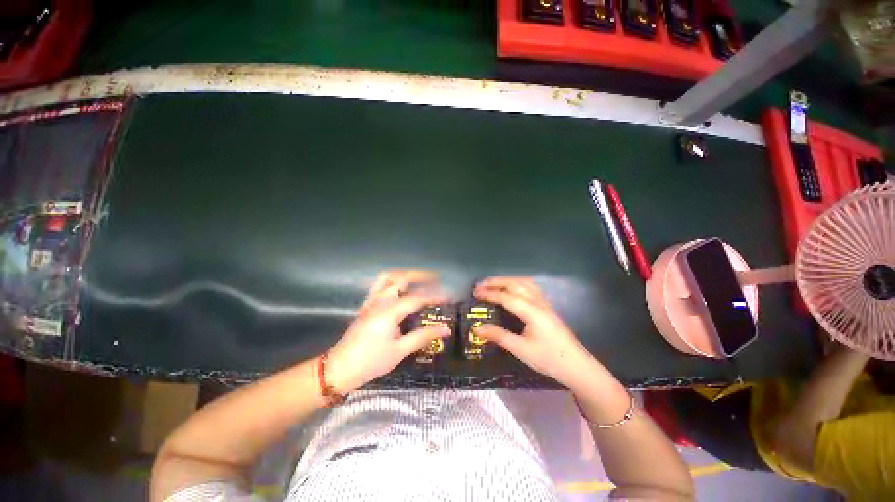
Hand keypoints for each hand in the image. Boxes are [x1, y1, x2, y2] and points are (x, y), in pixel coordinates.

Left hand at [327, 270, 450, 392]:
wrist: (339, 369)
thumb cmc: (371, 361)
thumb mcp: (400, 351)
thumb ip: (423, 336)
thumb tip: (445, 330)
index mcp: (389, 312)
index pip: (417, 298)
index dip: (435, 296)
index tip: (448, 296)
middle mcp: (380, 301)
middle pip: (402, 278)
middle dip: (421, 275)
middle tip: (436, 278)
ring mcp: (371, 301)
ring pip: (388, 277)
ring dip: (405, 274)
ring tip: (419, 278)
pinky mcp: (366, 305)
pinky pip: (379, 285)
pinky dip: (392, 280)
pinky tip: (400, 288)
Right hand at [473, 277, 595, 388]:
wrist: (577, 366)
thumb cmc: (549, 359)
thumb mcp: (521, 349)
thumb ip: (499, 336)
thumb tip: (477, 328)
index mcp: (532, 311)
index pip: (507, 297)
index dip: (490, 293)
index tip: (475, 293)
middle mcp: (539, 303)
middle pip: (516, 284)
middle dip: (497, 282)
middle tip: (480, 285)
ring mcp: (545, 304)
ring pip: (525, 283)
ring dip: (507, 280)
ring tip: (494, 284)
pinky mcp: (547, 308)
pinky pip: (531, 288)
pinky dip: (518, 284)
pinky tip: (513, 290)